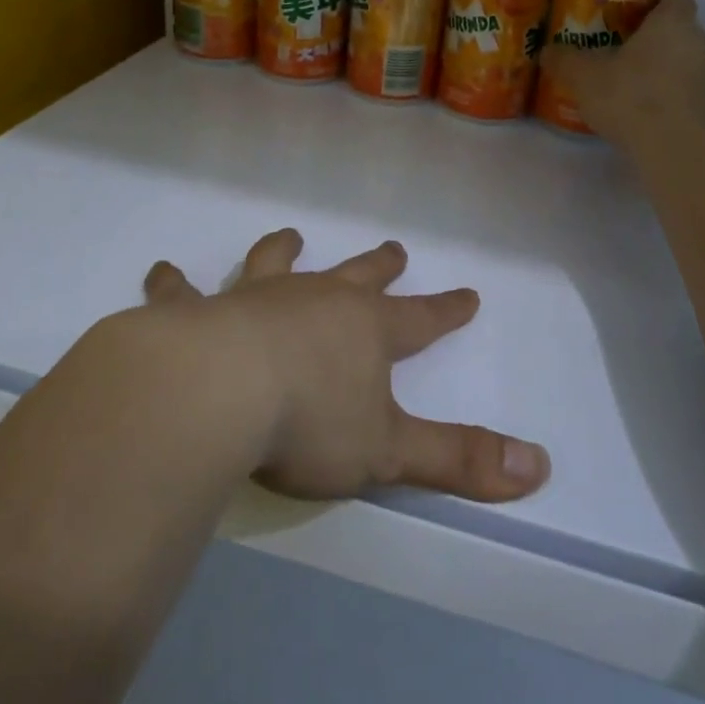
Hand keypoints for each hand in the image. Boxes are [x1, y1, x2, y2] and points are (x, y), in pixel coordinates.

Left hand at [141, 230, 550, 503]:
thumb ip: (460, 461)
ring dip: (285, 250)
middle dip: (380, 265)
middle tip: (394, 248)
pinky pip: (183, 292)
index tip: (469, 294)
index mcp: (365, 330)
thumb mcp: (389, 452)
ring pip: (276, 263)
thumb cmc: (309, 422)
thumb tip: (541, 468)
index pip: (421, 319)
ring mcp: (255, 298)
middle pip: (358, 276)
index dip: (447, 309)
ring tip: (291, 235)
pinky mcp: (197, 312)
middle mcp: (316, 301)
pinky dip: (174, 284)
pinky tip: (162, 273)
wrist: (216, 392)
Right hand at [538, 0, 704, 148]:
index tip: (632, 21)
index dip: (656, 6)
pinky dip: (681, 104)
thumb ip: (565, 60)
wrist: (679, 152)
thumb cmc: (631, 99)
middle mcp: (703, 43)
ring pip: (692, 66)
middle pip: (683, 33)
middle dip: (658, 44)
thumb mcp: (584, 78)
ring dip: (671, 75)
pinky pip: (698, 98)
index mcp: (673, 24)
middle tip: (626, 61)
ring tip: (639, 96)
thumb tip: (548, 51)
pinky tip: (656, 122)